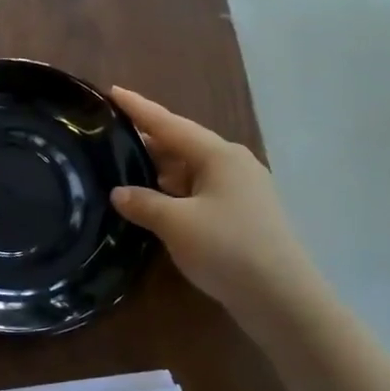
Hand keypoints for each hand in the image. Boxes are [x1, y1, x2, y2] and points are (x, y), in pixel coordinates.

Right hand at [108, 87, 324, 325]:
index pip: (169, 124)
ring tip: (120, 171)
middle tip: (108, 137)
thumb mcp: (176, 223)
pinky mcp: (241, 216)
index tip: (113, 91)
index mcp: (218, 155)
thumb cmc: (228, 249)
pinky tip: (151, 205)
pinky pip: (197, 193)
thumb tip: (119, 193)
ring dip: (157, 173)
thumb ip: (143, 203)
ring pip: (188, 172)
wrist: (281, 298)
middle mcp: (231, 165)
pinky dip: (172, 195)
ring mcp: (240, 191)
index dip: (139, 108)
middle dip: (146, 143)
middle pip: (180, 146)